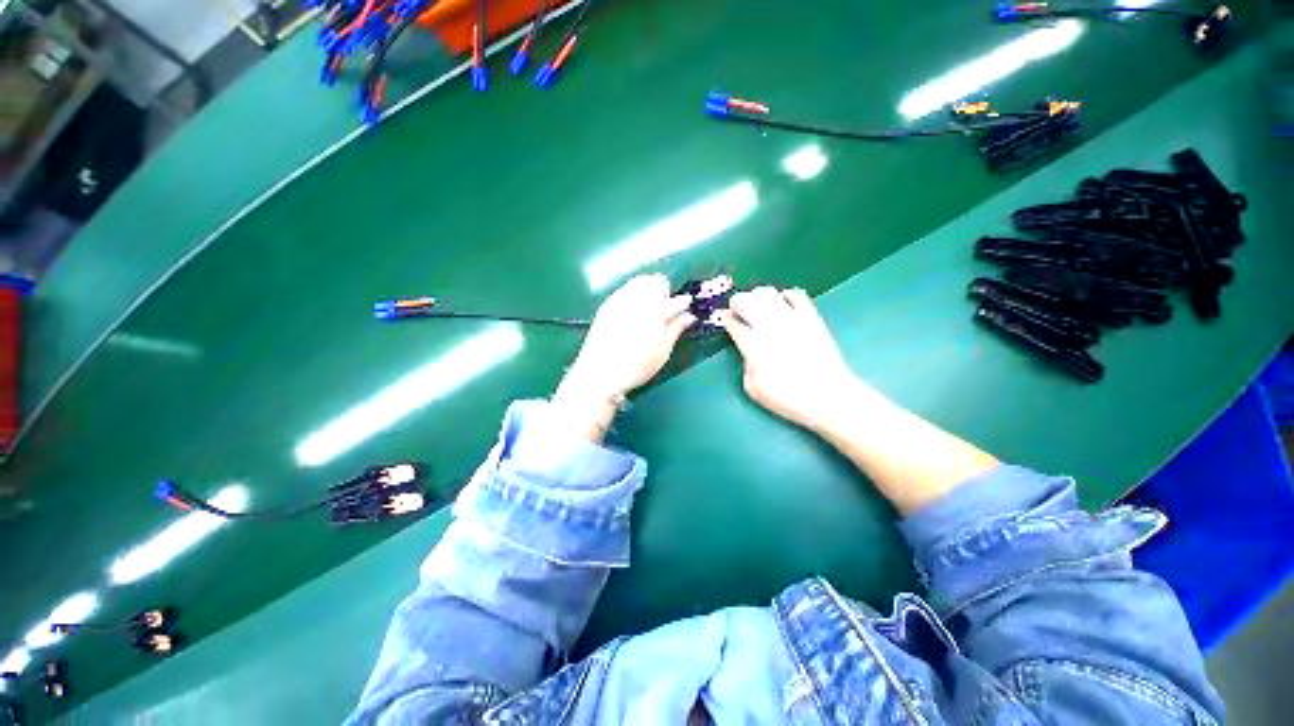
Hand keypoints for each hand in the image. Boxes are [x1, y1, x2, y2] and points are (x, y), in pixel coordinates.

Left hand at [552, 274, 694, 439]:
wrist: (599, 374)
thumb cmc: (636, 367)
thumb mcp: (662, 351)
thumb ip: (676, 329)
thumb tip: (689, 316)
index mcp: (656, 312)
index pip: (676, 300)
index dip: (684, 304)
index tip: (686, 310)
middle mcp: (637, 299)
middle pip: (657, 281)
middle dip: (665, 291)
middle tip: (666, 309)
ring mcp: (620, 300)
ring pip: (640, 281)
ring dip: (649, 289)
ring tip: (650, 308)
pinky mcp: (607, 305)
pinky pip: (625, 289)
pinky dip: (634, 294)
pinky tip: (634, 311)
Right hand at [717, 287, 859, 431]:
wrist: (828, 396)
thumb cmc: (788, 398)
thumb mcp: (753, 389)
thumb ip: (745, 365)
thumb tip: (748, 351)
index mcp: (752, 345)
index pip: (732, 323)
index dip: (726, 321)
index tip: (727, 322)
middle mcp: (768, 326)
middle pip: (744, 300)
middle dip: (736, 303)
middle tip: (738, 312)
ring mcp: (791, 318)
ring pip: (767, 292)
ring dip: (757, 296)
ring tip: (759, 307)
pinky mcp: (810, 316)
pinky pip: (795, 294)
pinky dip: (785, 296)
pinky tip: (784, 307)